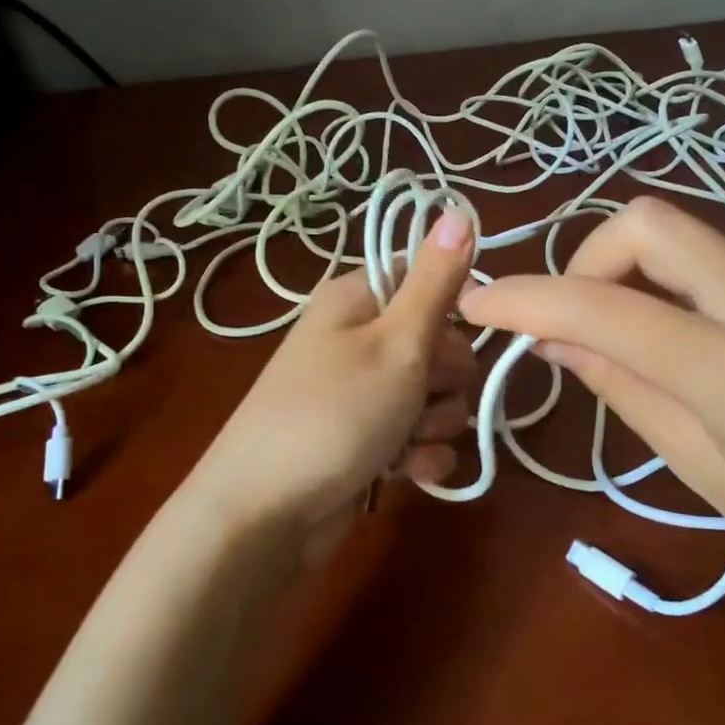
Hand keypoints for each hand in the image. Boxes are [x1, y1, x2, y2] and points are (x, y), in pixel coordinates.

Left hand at [184, 210, 477, 561]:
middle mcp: (360, 338)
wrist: (265, 515)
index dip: (453, 311)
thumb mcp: (397, 342)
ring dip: (435, 423)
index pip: (430, 280)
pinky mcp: (369, 438)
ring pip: (437, 394)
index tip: (455, 337)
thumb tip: (459, 208)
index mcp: (359, 299)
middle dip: (446, 380)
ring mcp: (363, 391)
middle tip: (419, 396)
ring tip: (405, 442)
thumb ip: (436, 281)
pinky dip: (421, 454)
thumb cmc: (334, 415)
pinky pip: (419, 435)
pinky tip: (407, 472)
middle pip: (442, 343)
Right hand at [458, 196, 724, 598]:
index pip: (610, 310)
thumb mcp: (698, 466)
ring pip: (686, 236)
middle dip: (589, 258)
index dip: (530, 298)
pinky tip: (718, 334)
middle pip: (650, 222)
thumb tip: (549, 334)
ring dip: (643, 277)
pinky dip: (694, 285)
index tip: (483, 302)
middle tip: (579, 313)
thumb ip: (618, 385)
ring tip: (654, 339)